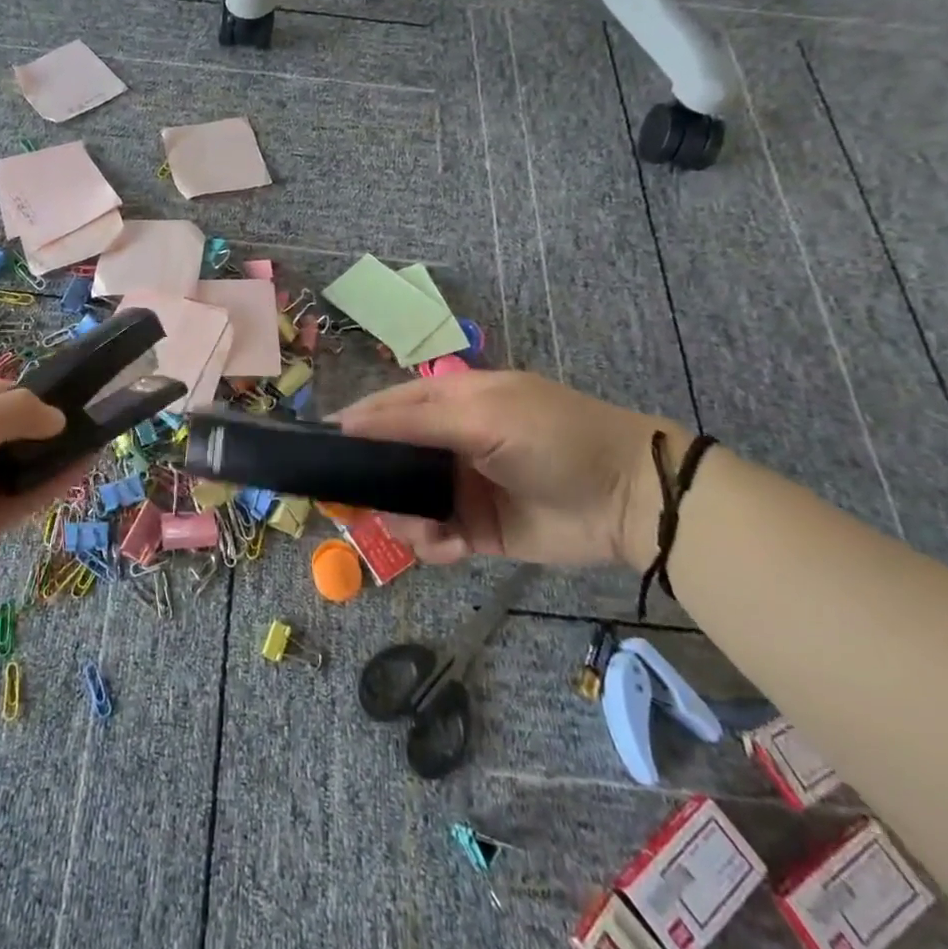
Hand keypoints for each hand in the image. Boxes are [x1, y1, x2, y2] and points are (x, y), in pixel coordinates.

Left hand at [0, 378, 65, 633]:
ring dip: (47, 456)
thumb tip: (56, 417)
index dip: (10, 392)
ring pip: (10, 467)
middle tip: (80, 421)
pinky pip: (14, 502)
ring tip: (93, 442)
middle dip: (35, 425)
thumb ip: (12, 414)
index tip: (48, 398)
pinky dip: (46, 487)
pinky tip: (80, 471)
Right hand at [335, 370, 680, 569]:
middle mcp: (449, 443)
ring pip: (406, 502)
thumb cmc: (552, 437)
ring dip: (403, 517)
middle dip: (372, 480)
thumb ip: (413, 422)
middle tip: (351, 502)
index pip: (387, 408)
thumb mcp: (481, 416)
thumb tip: (348, 423)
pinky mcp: (477, 529)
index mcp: (450, 402)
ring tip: (419, 529)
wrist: (628, 499)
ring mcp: (462, 487)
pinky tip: (447, 546)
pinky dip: (432, 544)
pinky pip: (435, 537)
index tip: (319, 447)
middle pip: (389, 459)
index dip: (355, 424)